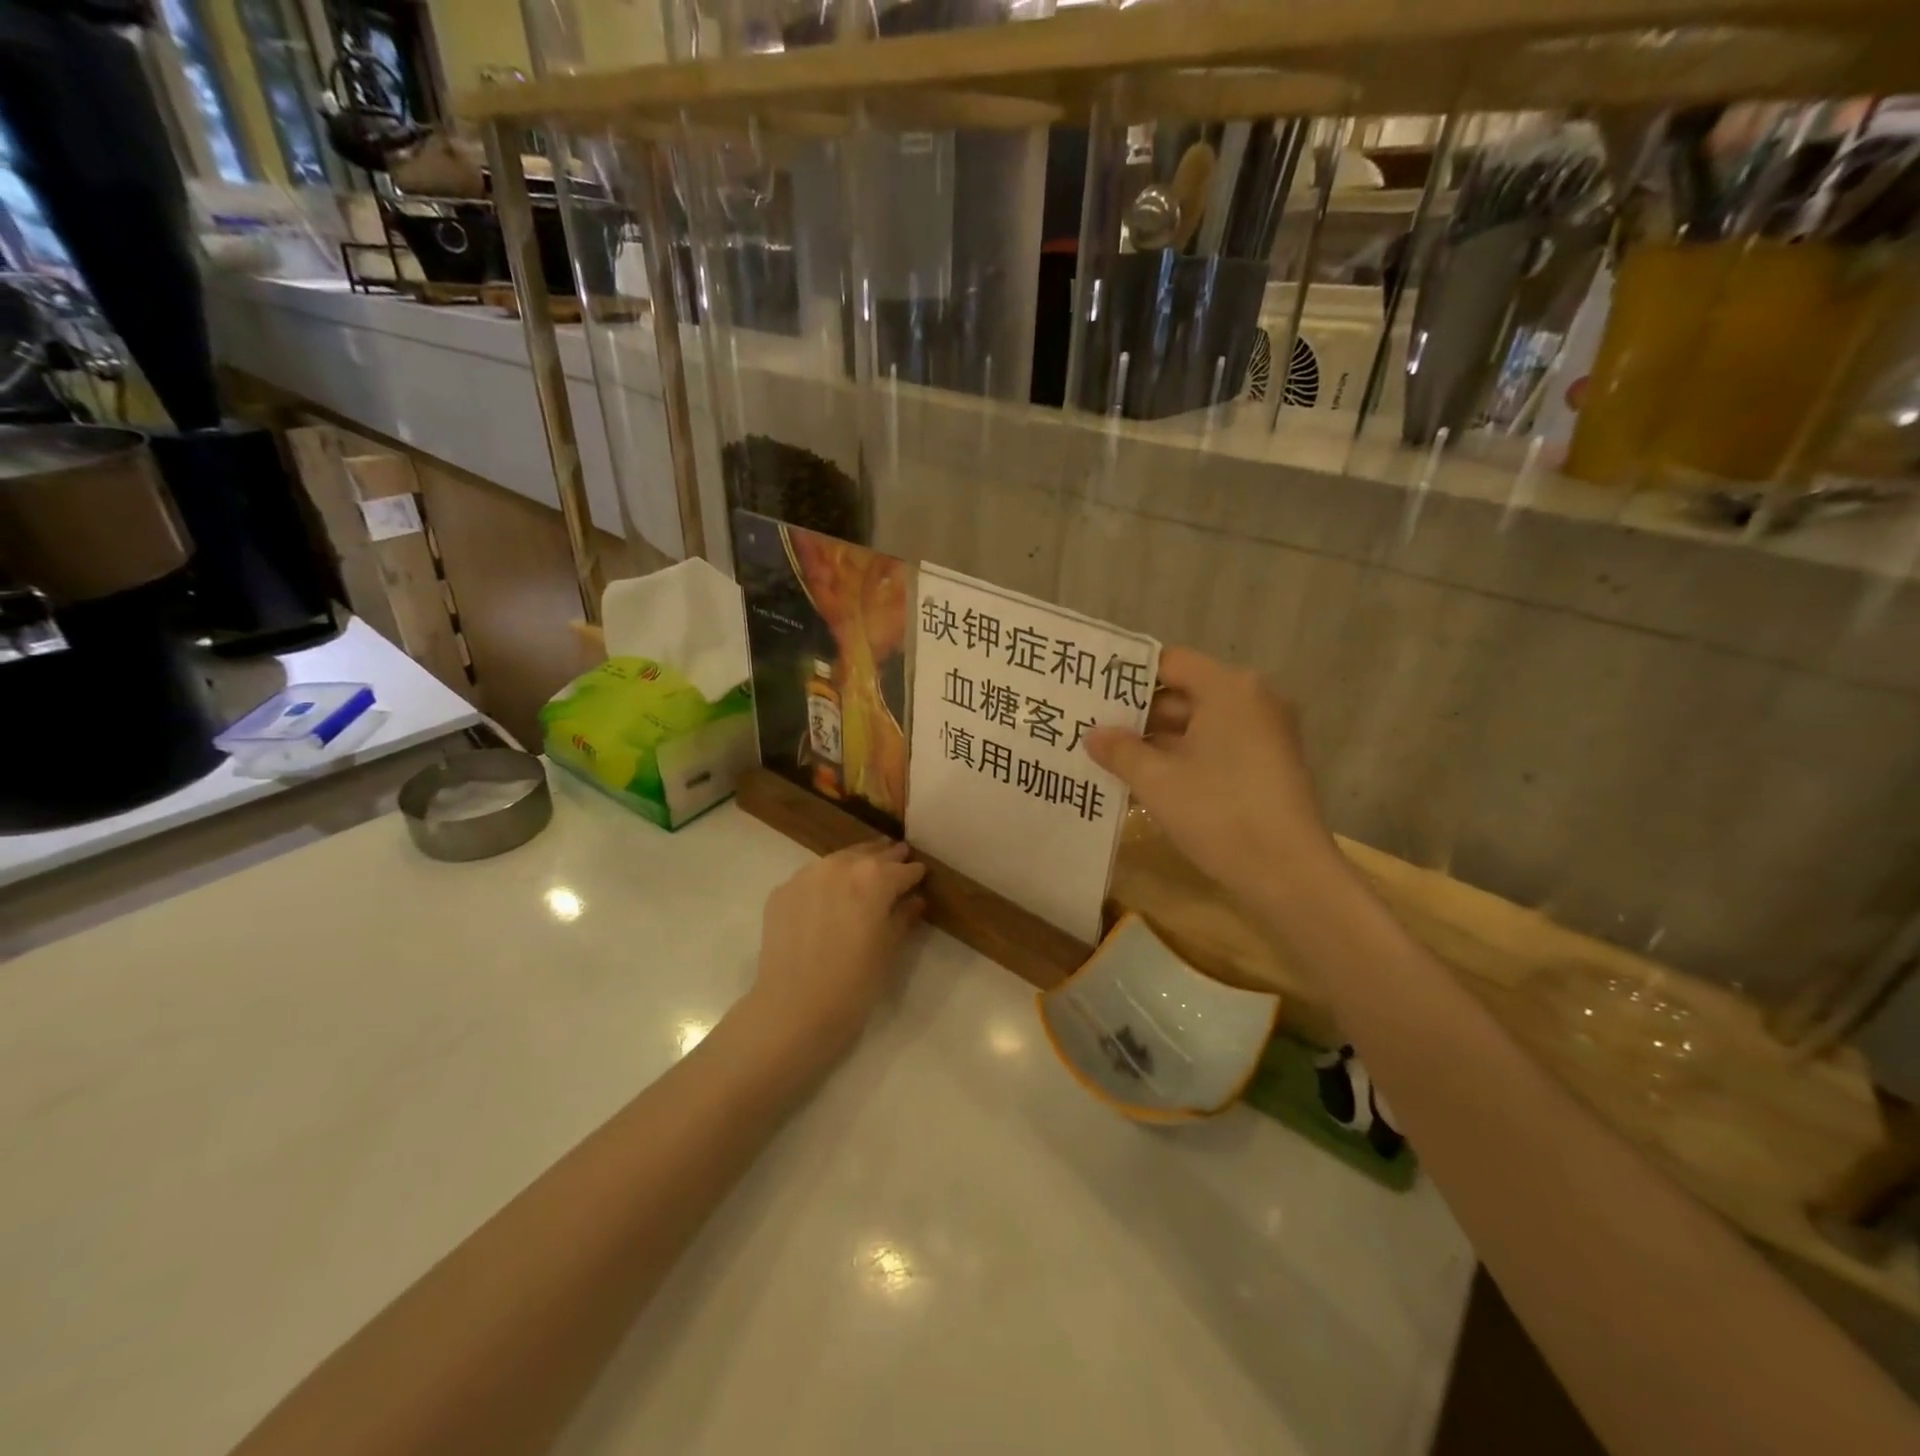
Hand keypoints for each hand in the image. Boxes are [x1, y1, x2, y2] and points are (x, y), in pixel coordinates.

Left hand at [740, 840, 926, 1068]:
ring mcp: (807, 875)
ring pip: (838, 860)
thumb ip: (903, 916)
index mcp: (874, 877)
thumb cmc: (855, 983)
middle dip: (887, 858)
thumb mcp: (889, 949)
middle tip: (898, 858)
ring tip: (864, 872)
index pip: (903, 869)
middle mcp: (840, 866)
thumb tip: (913, 900)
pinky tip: (829, 897)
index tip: (920, 875)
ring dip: (855, 863)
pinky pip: (811, 878)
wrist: (794, 1009)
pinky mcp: (782, 891)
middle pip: (870, 854)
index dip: (914, 873)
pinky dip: (825, 882)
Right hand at [1085, 647, 1341, 909]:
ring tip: (1112, 757)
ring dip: (1158, 740)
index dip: (1128, 677)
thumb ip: (1120, 750)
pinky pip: (1217, 745)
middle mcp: (1252, 699)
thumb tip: (1093, 734)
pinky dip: (1185, 756)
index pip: (1170, 663)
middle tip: (1094, 729)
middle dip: (1139, 714)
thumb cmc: (1219, 813)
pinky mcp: (1269, 763)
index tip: (1094, 694)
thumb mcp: (1156, 781)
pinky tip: (1148, 779)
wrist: (1288, 874)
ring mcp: (1265, 732)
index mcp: (1229, 688)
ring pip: (1199, 723)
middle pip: (1185, 692)